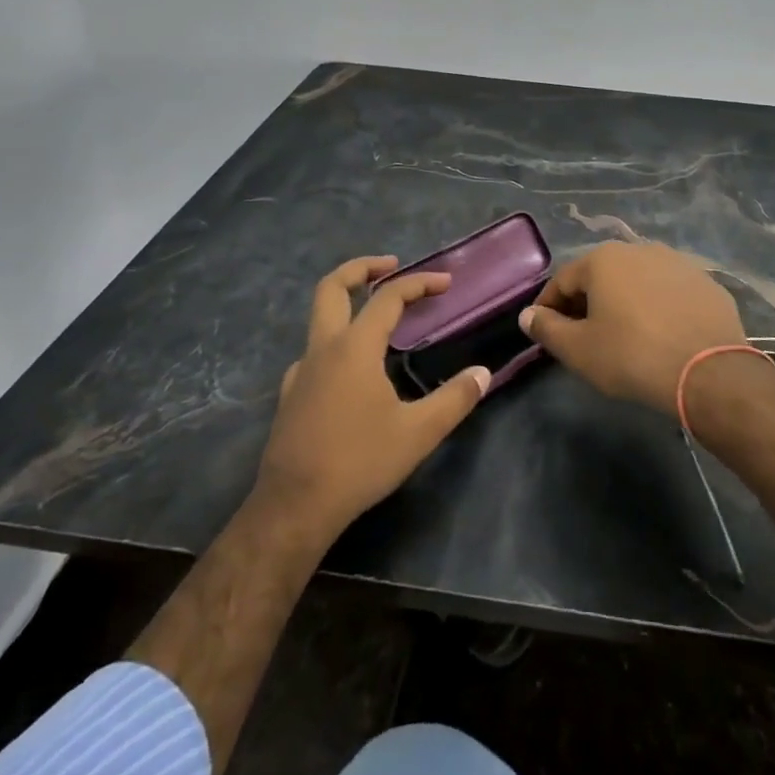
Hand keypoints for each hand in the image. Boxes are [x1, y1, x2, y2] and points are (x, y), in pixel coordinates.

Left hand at [255, 255, 488, 540]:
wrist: (293, 508)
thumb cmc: (359, 462)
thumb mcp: (418, 433)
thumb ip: (455, 399)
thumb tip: (483, 373)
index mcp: (355, 347)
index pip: (388, 297)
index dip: (419, 283)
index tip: (445, 283)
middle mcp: (324, 349)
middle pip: (332, 287)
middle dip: (361, 268)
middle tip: (390, 265)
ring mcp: (301, 372)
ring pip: (319, 319)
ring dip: (348, 305)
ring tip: (379, 322)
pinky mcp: (290, 396)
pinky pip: (314, 353)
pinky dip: (337, 343)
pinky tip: (353, 372)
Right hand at [519, 242, 747, 415]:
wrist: (709, 371)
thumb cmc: (632, 356)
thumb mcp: (579, 350)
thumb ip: (547, 329)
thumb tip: (528, 315)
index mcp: (604, 259)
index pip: (563, 280)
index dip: (549, 307)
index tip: (545, 331)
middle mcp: (640, 249)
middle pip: (601, 275)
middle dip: (587, 302)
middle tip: (582, 336)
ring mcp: (678, 262)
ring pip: (637, 281)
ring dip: (624, 302)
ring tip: (623, 335)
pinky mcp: (706, 282)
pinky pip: (669, 292)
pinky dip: (657, 307)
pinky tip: (661, 334)